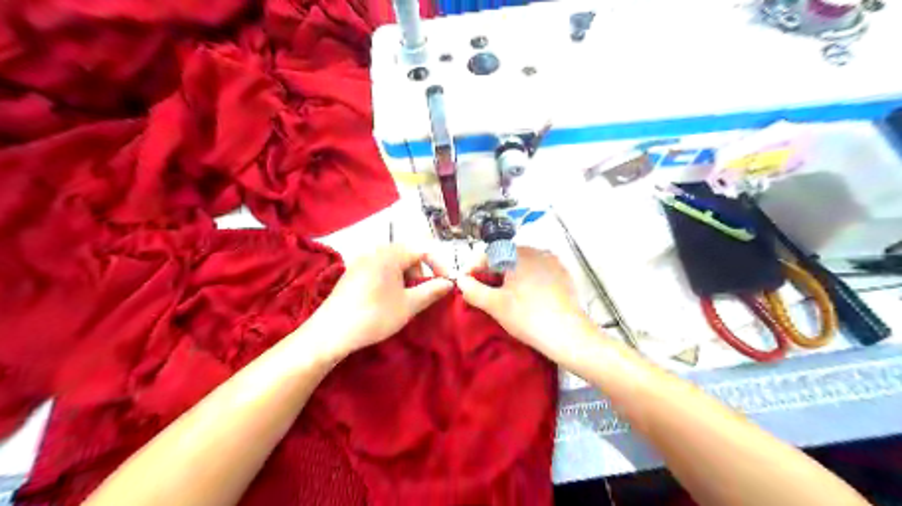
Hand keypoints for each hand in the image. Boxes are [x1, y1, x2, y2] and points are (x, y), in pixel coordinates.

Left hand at [307, 244, 455, 360]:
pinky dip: (392, 280)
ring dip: (407, 278)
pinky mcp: (353, 272)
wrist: (331, 333)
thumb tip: (449, 283)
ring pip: (395, 262)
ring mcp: (361, 261)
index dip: (439, 265)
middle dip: (421, 273)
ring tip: (405, 300)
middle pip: (408, 254)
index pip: (423, 249)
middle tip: (422, 295)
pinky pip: (380, 268)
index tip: (447, 283)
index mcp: (389, 254)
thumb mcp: (409, 305)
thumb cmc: (374, 316)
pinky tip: (387, 299)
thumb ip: (431, 291)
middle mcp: (374, 251)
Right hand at [459, 247, 597, 365]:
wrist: (569, 335)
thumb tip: (461, 281)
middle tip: (483, 292)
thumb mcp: (494, 305)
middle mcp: (537, 251)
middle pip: (505, 257)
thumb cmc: (528, 317)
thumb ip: (473, 290)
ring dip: (509, 276)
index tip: (465, 284)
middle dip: (491, 272)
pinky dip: (527, 280)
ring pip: (522, 265)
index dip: (473, 268)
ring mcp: (553, 262)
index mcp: (518, 253)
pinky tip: (525, 297)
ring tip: (503, 296)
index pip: (487, 254)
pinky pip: (538, 272)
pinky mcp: (564, 274)